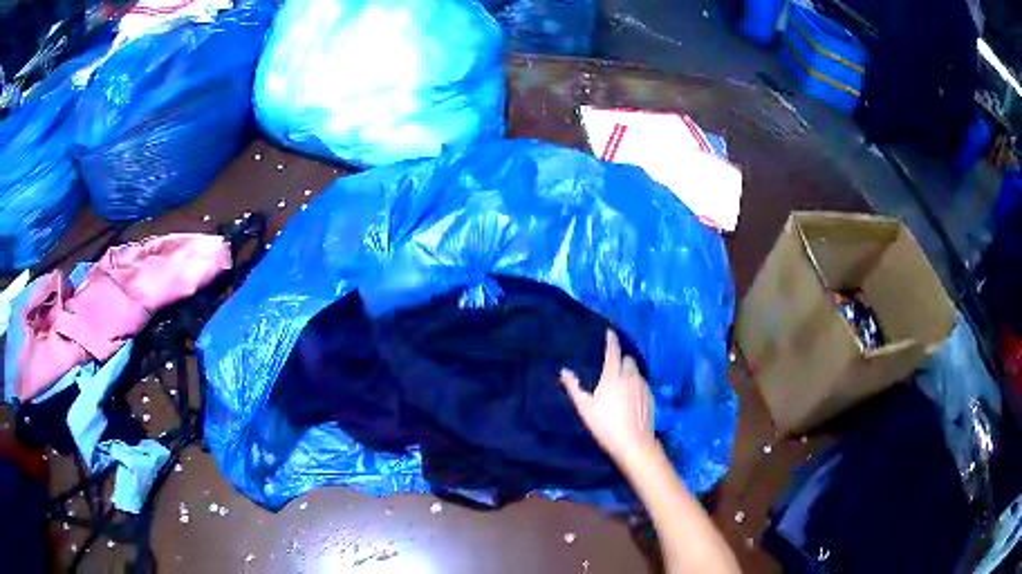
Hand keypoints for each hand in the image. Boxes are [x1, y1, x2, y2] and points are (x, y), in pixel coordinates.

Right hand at [560, 329, 655, 459]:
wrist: (633, 443)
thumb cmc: (605, 425)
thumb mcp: (585, 408)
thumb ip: (574, 388)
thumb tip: (564, 371)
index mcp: (613, 376)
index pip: (613, 352)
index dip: (611, 340)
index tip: (610, 332)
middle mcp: (630, 377)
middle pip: (628, 360)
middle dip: (622, 359)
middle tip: (614, 365)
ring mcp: (643, 386)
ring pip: (637, 372)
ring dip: (630, 372)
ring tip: (622, 382)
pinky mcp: (650, 397)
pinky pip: (643, 383)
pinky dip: (636, 384)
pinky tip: (631, 396)